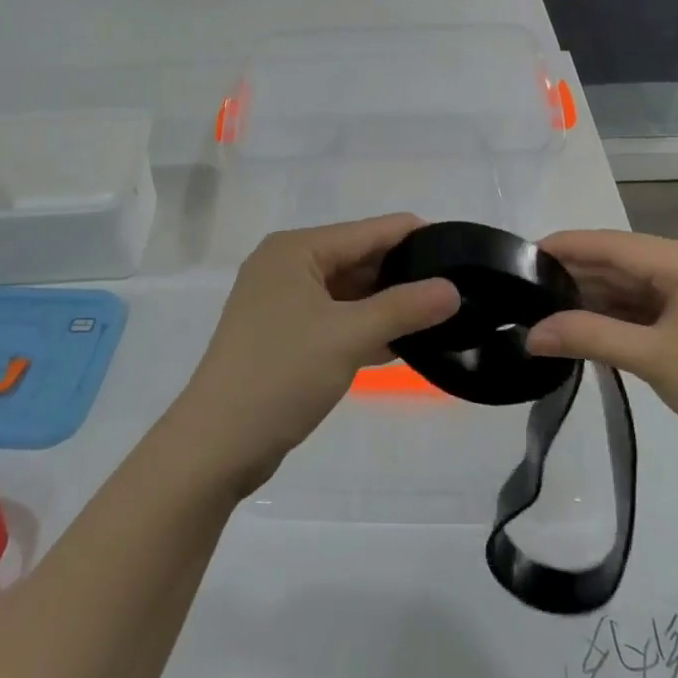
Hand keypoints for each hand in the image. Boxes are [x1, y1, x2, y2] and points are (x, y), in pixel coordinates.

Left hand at [172, 215, 459, 493]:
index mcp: (296, 250)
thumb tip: (453, 289)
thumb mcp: (348, 336)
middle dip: (403, 273)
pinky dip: (366, 327)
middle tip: (457, 286)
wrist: (216, 446)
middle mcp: (288, 266)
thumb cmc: (280, 375)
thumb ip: (403, 309)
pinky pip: (336, 319)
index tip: (461, 247)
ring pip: (349, 293)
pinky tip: (405, 342)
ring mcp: (283, 303)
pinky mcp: (285, 336)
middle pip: (358, 259)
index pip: (368, 231)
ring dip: (387, 304)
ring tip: (442, 312)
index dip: (414, 237)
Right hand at [527, 231, 677, 484]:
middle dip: (576, 277)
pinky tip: (587, 326)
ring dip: (595, 299)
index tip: (519, 256)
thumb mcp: (652, 358)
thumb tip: (530, 334)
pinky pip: (651, 304)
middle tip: (525, 291)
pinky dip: (620, 315)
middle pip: (621, 262)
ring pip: (634, 285)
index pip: (610, 243)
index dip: (564, 247)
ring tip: (546, 310)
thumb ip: (587, 337)